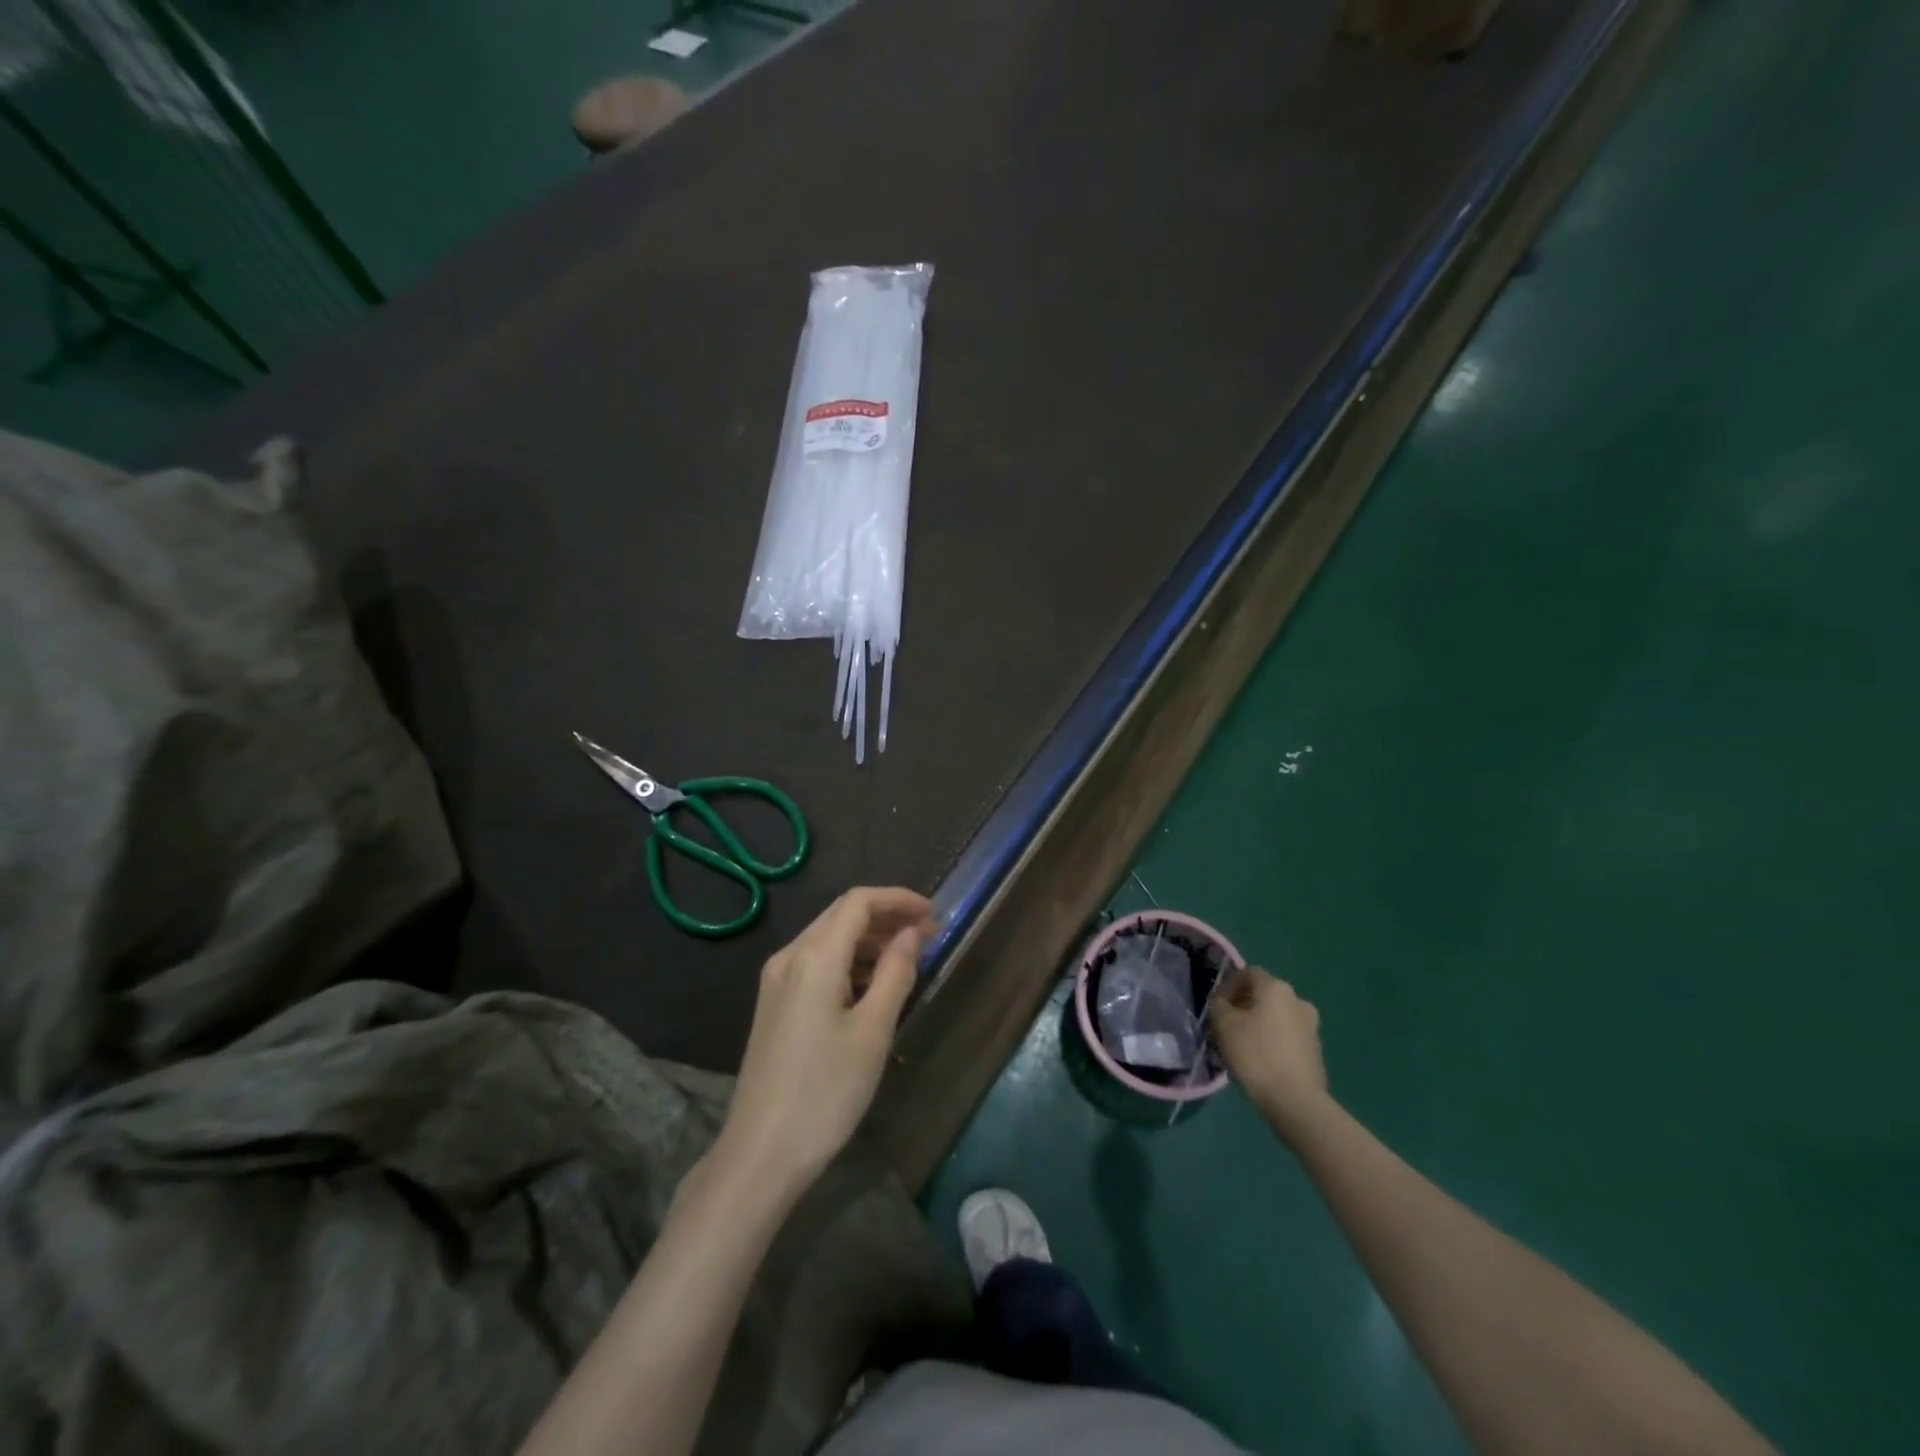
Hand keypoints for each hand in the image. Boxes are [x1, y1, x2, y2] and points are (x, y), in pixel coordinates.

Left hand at [713, 887, 934, 1197]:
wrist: (761, 1153)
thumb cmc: (826, 1092)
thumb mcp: (872, 1032)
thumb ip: (895, 973)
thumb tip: (911, 933)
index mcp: (814, 957)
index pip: (858, 902)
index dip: (898, 899)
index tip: (934, 914)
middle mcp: (789, 957)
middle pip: (841, 914)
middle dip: (886, 916)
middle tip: (928, 935)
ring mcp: (776, 980)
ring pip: (828, 938)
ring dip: (868, 939)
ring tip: (907, 958)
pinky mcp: (774, 1003)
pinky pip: (816, 962)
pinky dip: (848, 960)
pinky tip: (872, 983)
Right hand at [1210, 966, 1331, 1139]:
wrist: (1296, 1101)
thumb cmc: (1256, 1055)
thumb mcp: (1223, 1025)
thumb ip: (1218, 1005)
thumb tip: (1222, 1002)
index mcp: (1276, 988)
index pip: (1248, 973)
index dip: (1228, 986)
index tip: (1216, 1007)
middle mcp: (1298, 1000)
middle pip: (1263, 995)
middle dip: (1243, 1006)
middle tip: (1226, 1026)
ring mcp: (1311, 1026)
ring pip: (1276, 1017)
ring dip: (1258, 1024)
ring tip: (1242, 1046)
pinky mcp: (1316, 1050)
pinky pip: (1287, 1036)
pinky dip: (1272, 1041)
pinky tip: (1261, 1061)